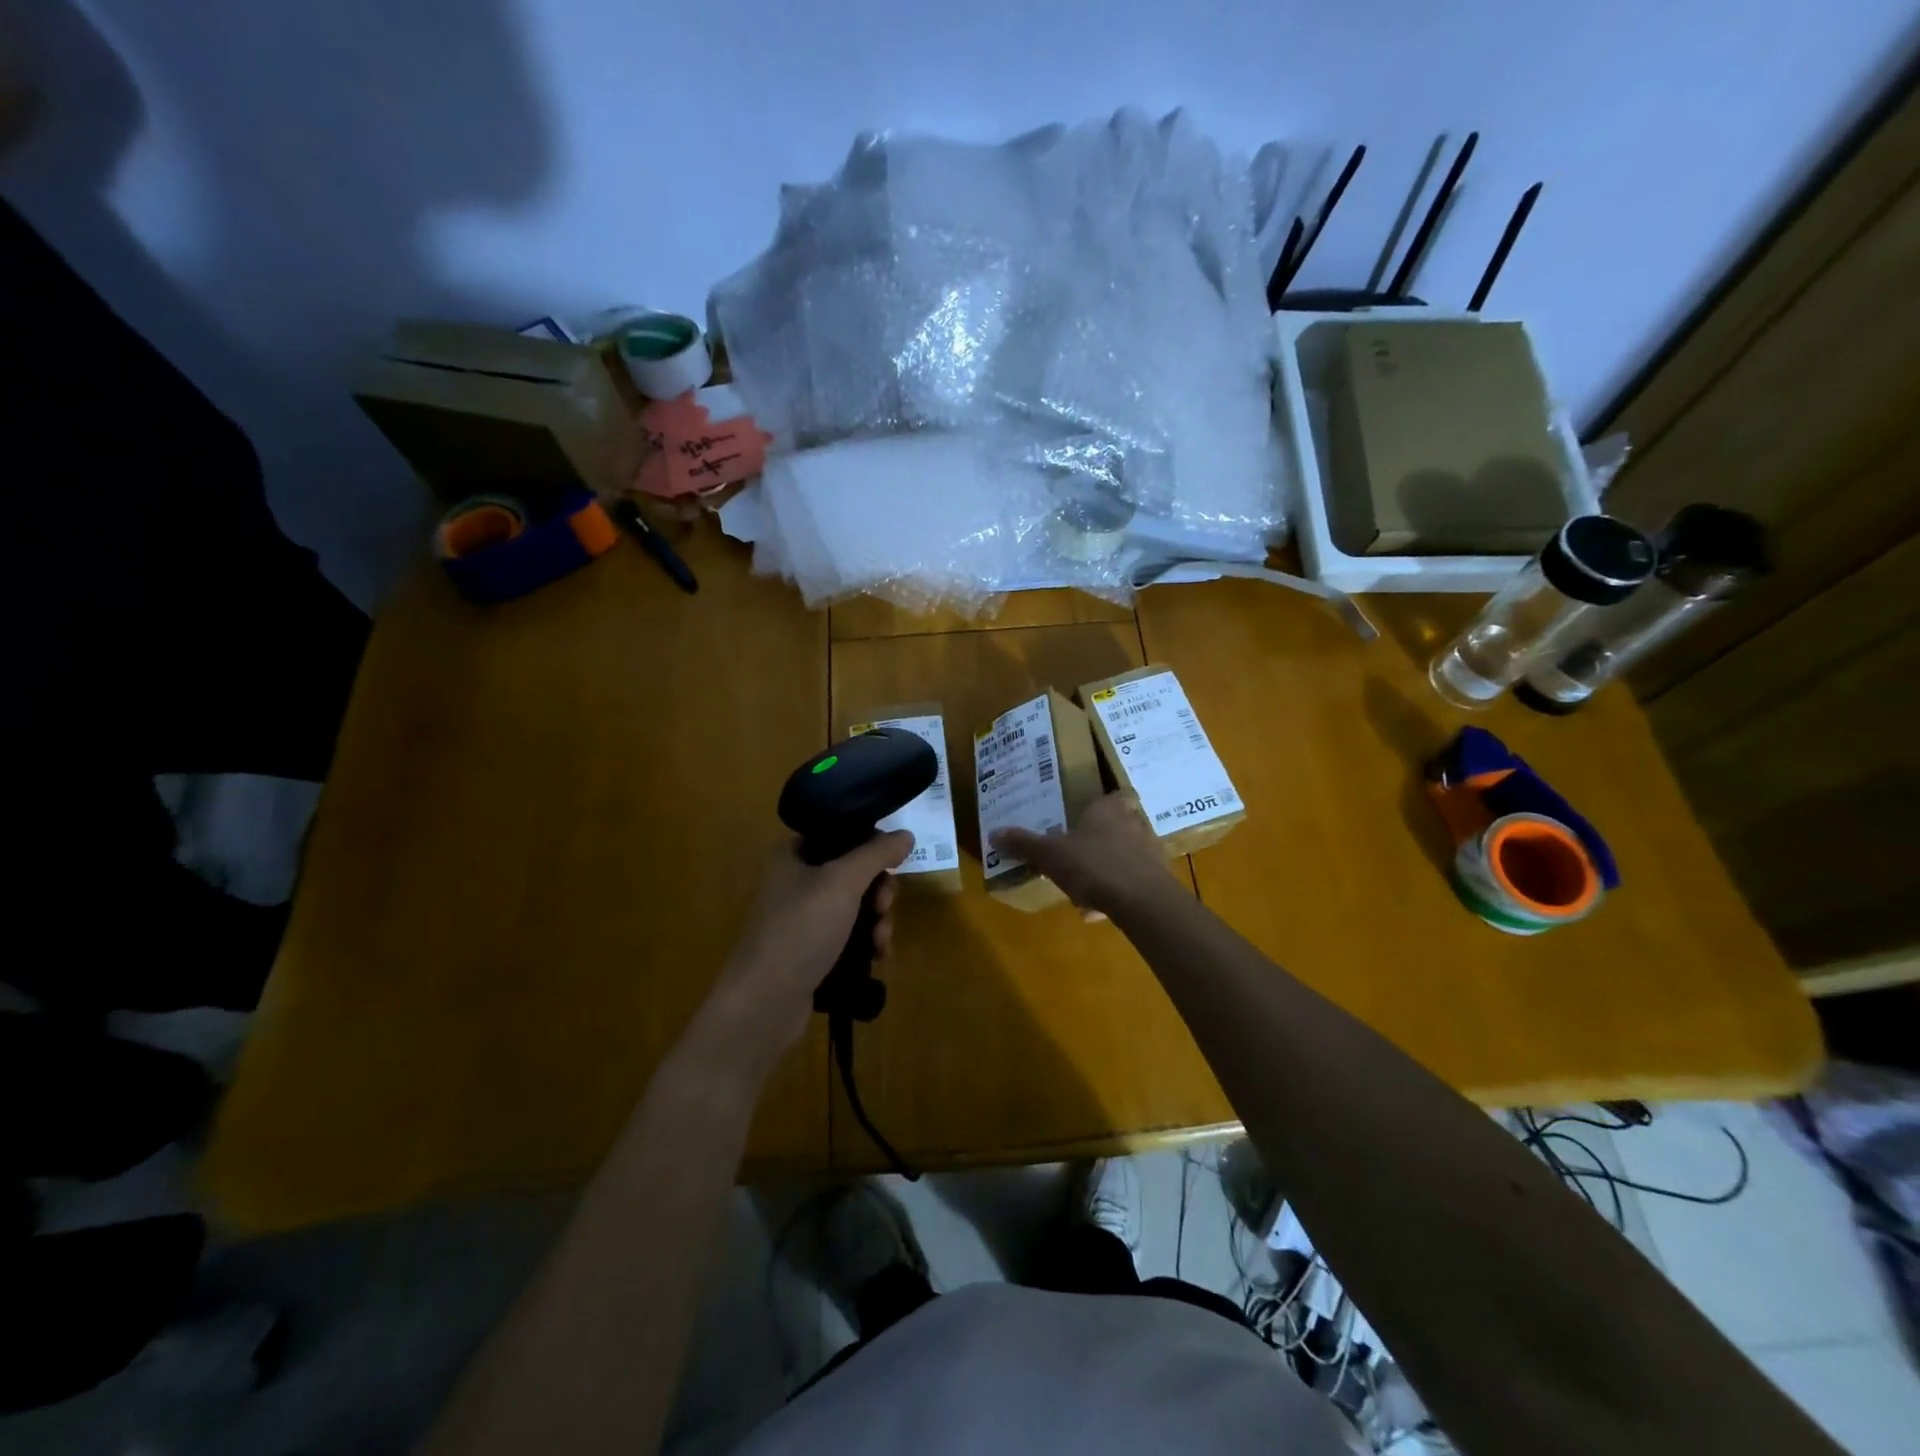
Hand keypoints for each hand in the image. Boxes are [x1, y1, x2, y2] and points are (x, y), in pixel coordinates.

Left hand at [699, 831, 913, 1069]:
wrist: (764, 1004)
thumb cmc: (800, 931)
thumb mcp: (842, 883)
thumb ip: (876, 854)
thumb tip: (906, 835)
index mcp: (792, 853)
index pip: (841, 833)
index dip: (872, 845)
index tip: (892, 866)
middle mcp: (795, 880)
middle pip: (854, 871)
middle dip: (879, 890)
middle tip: (884, 907)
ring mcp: (802, 917)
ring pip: (856, 905)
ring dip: (878, 920)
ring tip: (881, 942)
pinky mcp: (810, 949)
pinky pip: (849, 934)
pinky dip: (867, 941)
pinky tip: (877, 957)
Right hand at [988, 793, 1176, 918]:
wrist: (1141, 901)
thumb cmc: (1093, 865)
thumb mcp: (1050, 854)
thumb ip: (1024, 844)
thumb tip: (994, 833)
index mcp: (1109, 809)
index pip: (1112, 795)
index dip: (1101, 805)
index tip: (1084, 817)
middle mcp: (1134, 823)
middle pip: (1119, 825)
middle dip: (1100, 839)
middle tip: (1079, 852)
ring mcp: (1150, 851)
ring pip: (1125, 855)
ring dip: (1107, 868)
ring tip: (1084, 887)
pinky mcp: (1158, 880)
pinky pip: (1132, 882)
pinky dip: (1116, 893)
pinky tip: (1097, 911)